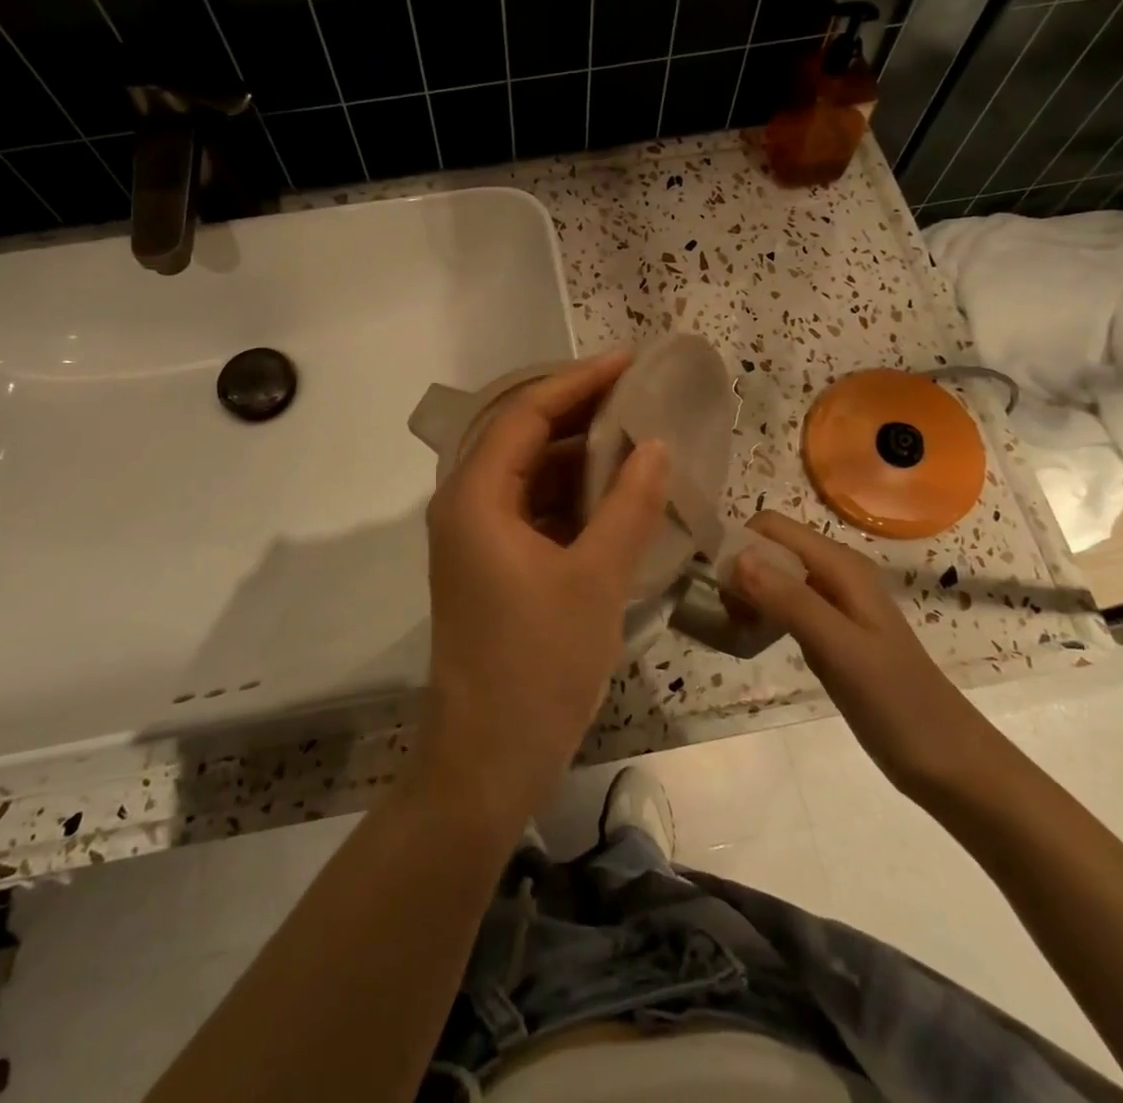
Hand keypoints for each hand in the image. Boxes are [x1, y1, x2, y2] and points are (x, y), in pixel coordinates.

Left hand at [417, 353, 669, 826]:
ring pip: (527, 474)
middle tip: (637, 394)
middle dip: (578, 412)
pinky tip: (615, 494)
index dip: (576, 382)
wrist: (487, 760)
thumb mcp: (595, 580)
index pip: (524, 413)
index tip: (627, 361)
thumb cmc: (537, 667)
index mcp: (475, 497)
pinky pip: (531, 509)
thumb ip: (628, 505)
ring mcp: (476, 537)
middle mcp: (465, 505)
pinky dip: (571, 495)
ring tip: (636, 437)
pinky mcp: (491, 564)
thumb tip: (657, 445)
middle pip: (521, 436)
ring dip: (577, 455)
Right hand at [730, 512, 999, 799]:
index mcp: (840, 565)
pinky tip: (751, 638)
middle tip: (722, 612)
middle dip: (738, 569)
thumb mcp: (841, 649)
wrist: (950, 762)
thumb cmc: (898, 703)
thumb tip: (736, 557)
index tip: (712, 583)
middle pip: (770, 548)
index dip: (738, 543)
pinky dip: (760, 613)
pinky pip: (783, 604)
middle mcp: (835, 573)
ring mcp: (833, 603)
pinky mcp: (829, 631)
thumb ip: (790, 601)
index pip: (772, 526)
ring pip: (773, 576)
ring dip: (746, 592)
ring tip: (732, 627)